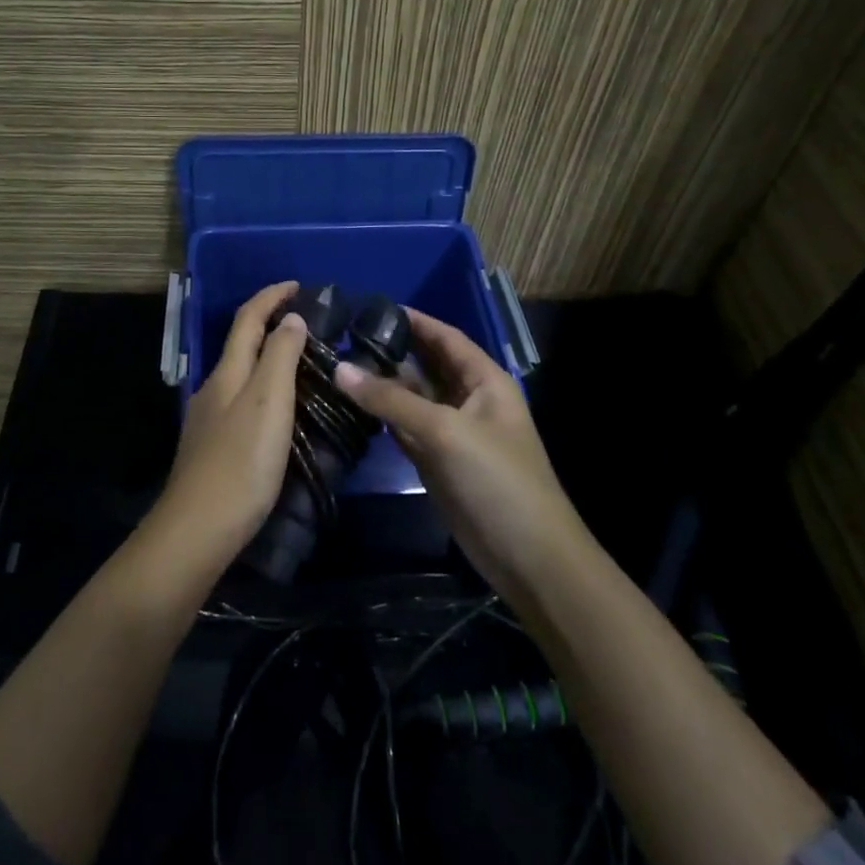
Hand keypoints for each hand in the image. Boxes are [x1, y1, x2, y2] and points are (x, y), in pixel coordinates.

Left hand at [154, 282, 307, 568]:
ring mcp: (210, 418)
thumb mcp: (268, 402)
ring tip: (305, 364)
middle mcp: (214, 387)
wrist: (199, 528)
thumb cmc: (240, 461)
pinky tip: (282, 410)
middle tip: (310, 323)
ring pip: (242, 373)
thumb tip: (289, 319)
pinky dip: (265, 389)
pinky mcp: (214, 446)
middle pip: (242, 343)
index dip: (271, 296)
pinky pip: (244, 401)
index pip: (248, 319)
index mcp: (228, 372)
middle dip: (271, 323)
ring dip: (270, 358)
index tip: (298, 285)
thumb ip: (279, 356)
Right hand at [335, 309, 579, 608]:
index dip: (413, 320)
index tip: (370, 307)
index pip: (445, 337)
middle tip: (341, 336)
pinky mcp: (436, 461)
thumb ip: (390, 399)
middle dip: (389, 351)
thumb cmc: (497, 480)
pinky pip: (404, 427)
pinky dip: (380, 417)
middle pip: (424, 365)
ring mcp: (451, 432)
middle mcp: (467, 399)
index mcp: (484, 381)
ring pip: (410, 398)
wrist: (528, 558)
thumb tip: (339, 368)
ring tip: (336, 364)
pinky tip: (350, 405)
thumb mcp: (445, 431)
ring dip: (380, 385)